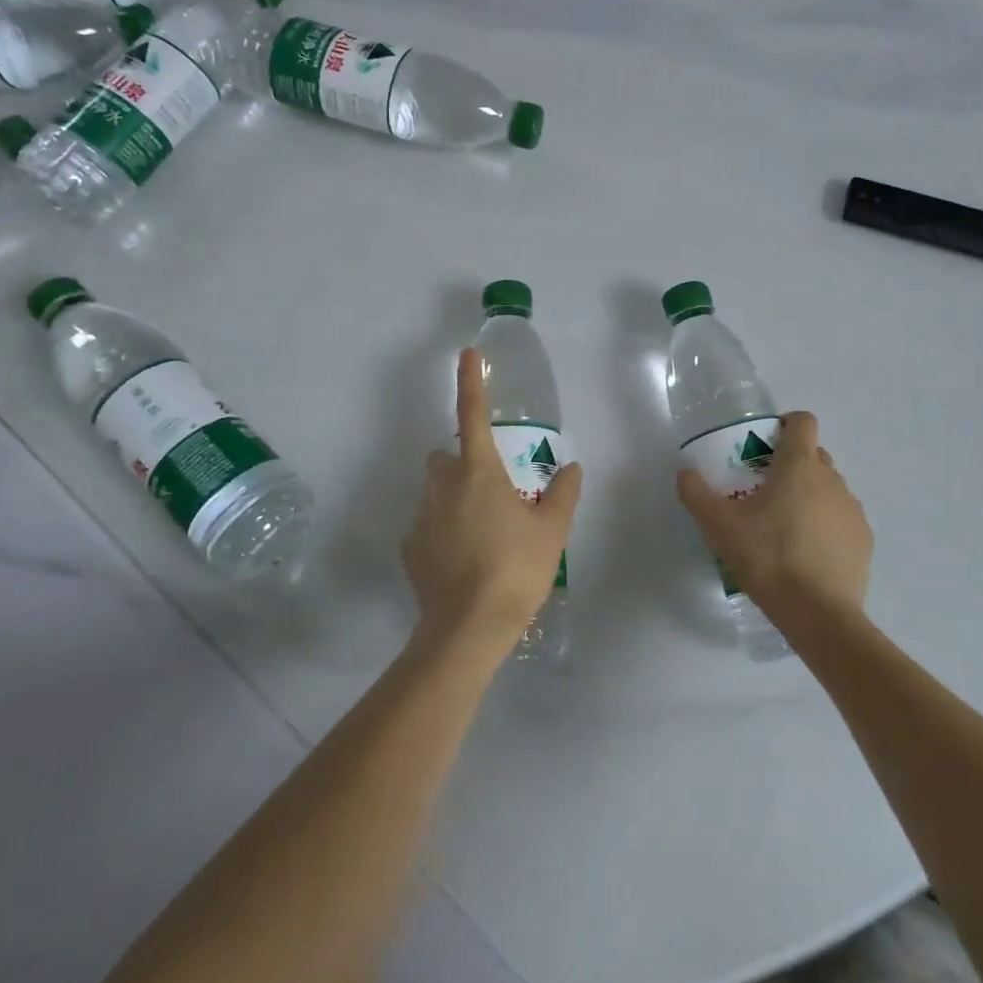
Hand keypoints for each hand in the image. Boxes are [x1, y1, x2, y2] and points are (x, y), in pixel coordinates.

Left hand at [402, 348, 583, 659]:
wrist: (468, 628)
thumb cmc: (516, 569)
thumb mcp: (552, 531)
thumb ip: (563, 494)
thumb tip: (573, 468)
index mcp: (479, 472)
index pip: (472, 414)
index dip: (471, 381)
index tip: (468, 354)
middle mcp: (443, 486)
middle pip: (444, 457)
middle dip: (461, 463)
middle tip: (491, 490)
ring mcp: (421, 517)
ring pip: (435, 492)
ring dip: (453, 500)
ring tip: (482, 535)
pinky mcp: (409, 548)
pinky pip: (427, 526)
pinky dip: (442, 533)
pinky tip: (463, 562)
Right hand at [676, 412, 872, 624]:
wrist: (818, 614)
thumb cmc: (767, 557)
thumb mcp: (718, 526)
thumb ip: (696, 494)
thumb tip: (685, 473)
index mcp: (799, 466)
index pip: (803, 422)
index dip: (786, 424)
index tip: (766, 443)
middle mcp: (832, 479)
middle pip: (814, 455)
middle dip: (791, 464)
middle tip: (764, 490)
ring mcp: (852, 509)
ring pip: (829, 488)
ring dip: (809, 496)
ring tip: (785, 528)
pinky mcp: (863, 539)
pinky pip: (841, 519)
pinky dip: (826, 526)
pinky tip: (807, 554)